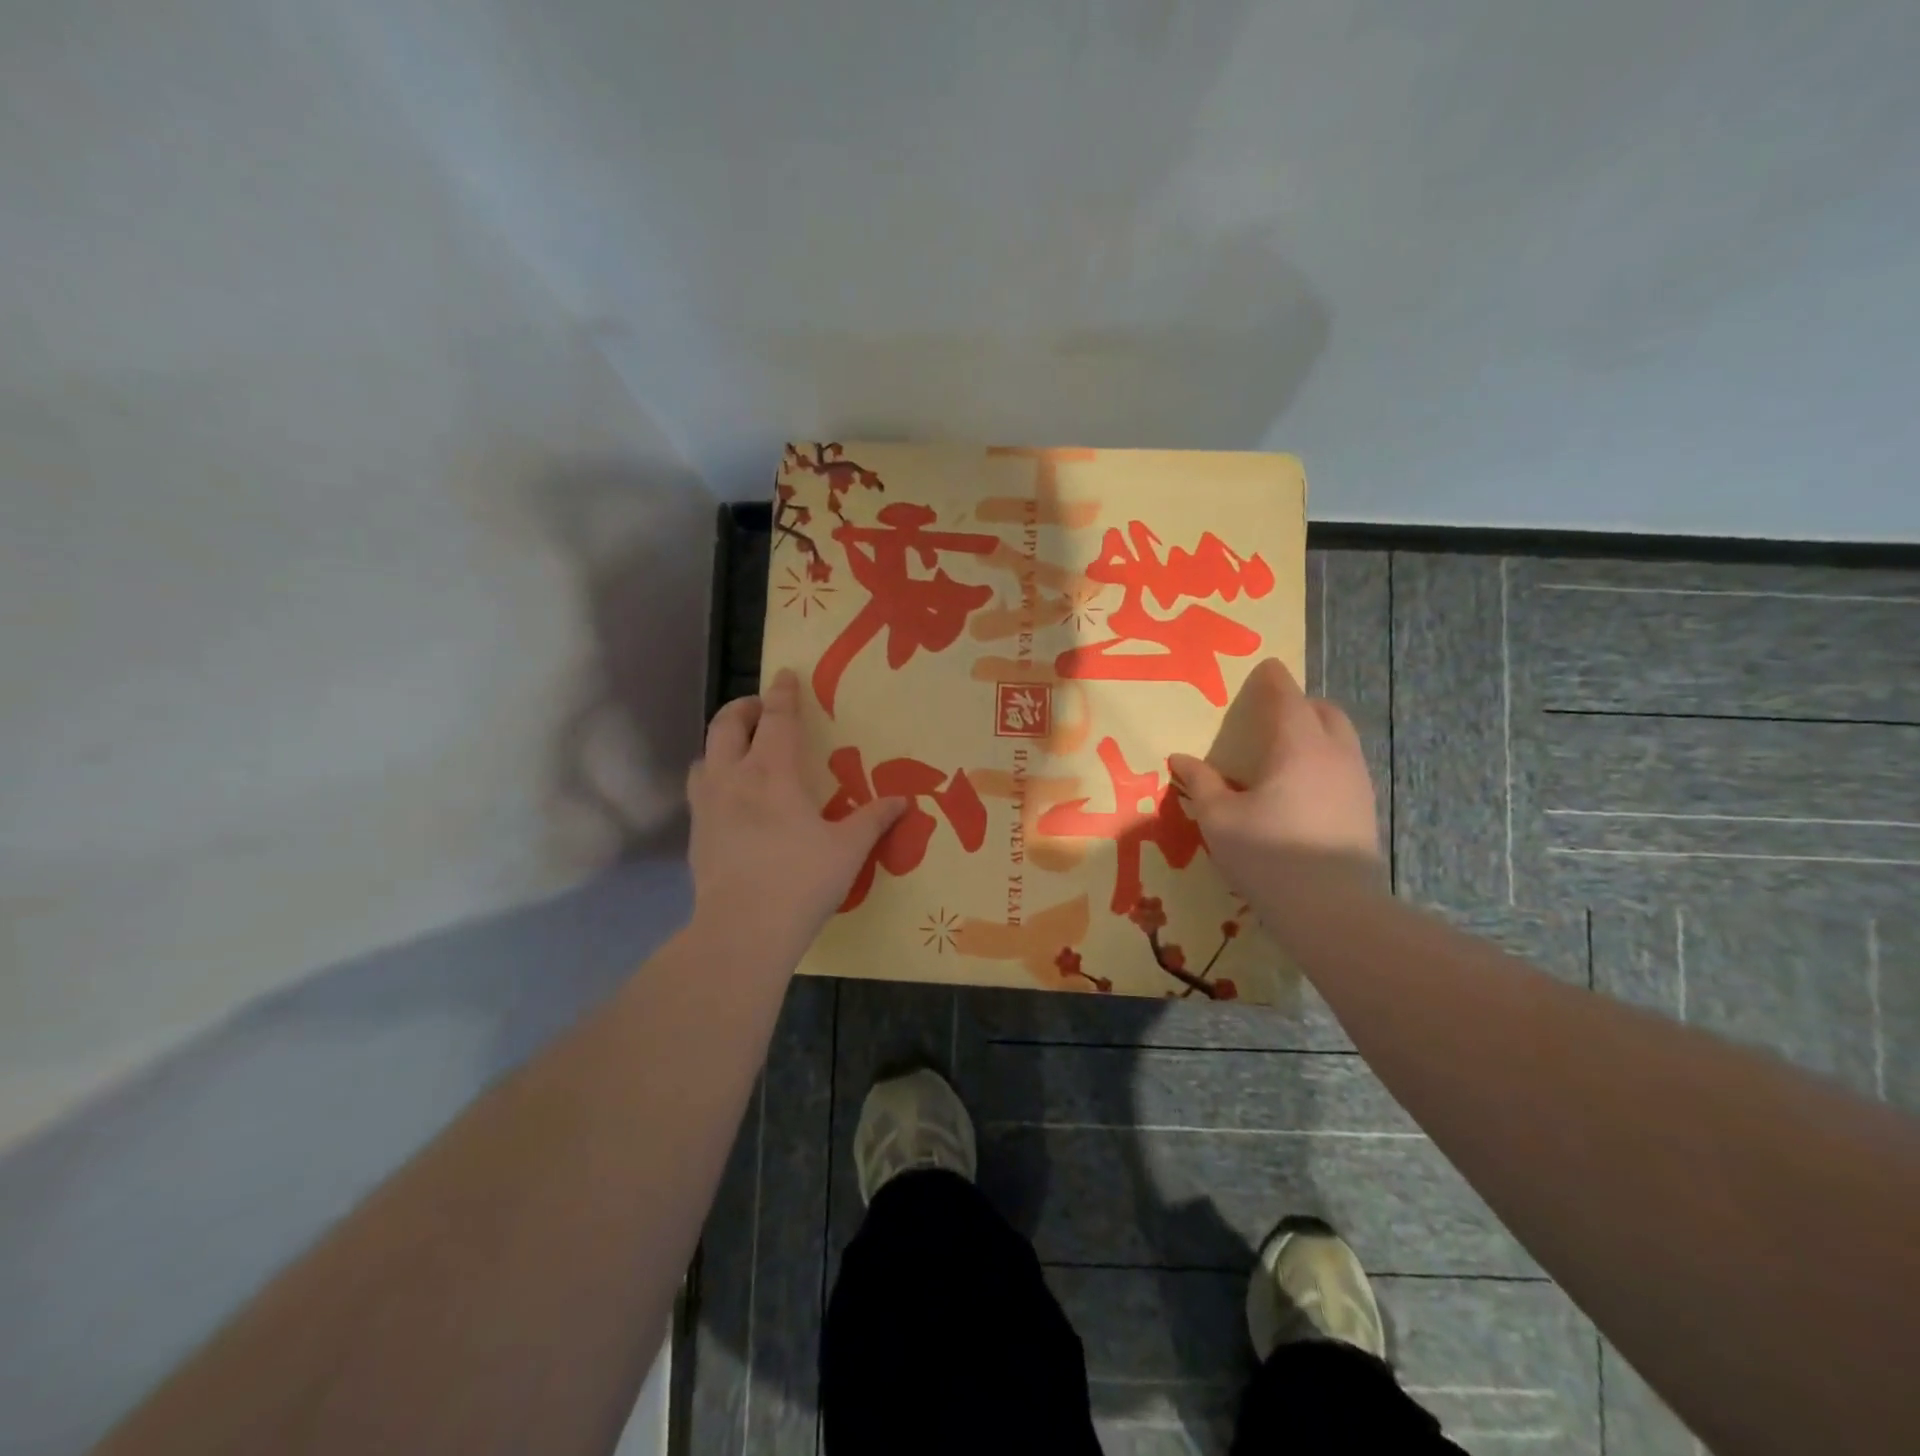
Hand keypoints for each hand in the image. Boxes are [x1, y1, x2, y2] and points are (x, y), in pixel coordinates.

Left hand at [686, 669, 906, 952]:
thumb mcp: (849, 848)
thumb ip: (874, 818)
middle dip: (743, 708)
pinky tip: (731, 802)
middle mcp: (733, 778)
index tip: (784, 674)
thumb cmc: (802, 881)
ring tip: (741, 753)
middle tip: (761, 709)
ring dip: (722, 743)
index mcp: (773, 773)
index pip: (776, 719)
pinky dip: (714, 780)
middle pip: (727, 725)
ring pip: (705, 756)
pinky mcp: (696, 835)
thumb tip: (903, 800)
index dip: (782, 693)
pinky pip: (700, 791)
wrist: (743, 930)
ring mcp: (708, 807)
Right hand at [1168, 659, 1382, 897]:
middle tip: (1273, 712)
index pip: (1287, 697)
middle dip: (1301, 703)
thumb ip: (1200, 783)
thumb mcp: (1219, 818)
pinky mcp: (1364, 809)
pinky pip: (1344, 765)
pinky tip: (1302, 786)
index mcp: (1297, 746)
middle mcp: (1334, 754)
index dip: (1274, 679)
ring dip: (1316, 731)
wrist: (1333, 909)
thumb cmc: (1268, 855)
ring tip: (1286, 749)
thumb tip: (1180, 759)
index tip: (1266, 667)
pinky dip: (1324, 759)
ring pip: (1340, 739)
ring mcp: (1356, 782)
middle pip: (1324, 712)